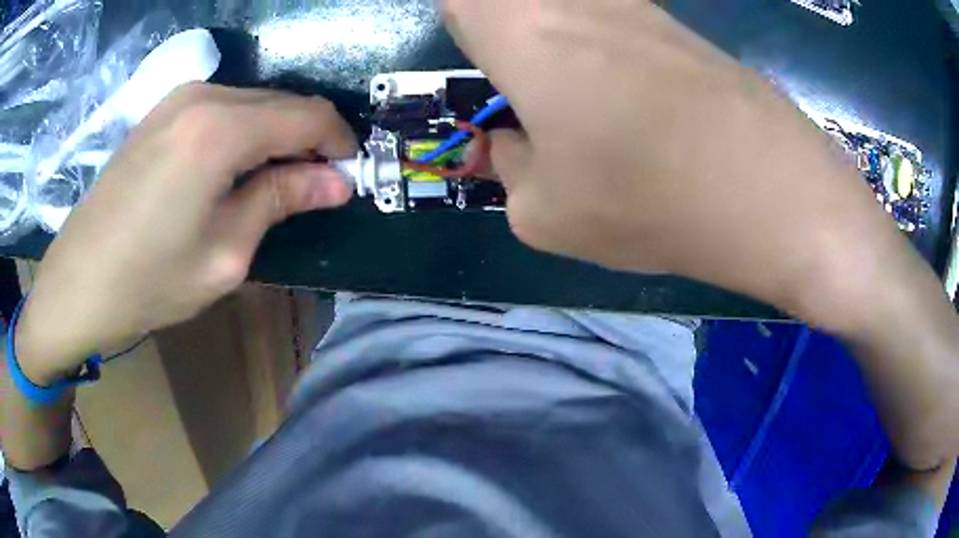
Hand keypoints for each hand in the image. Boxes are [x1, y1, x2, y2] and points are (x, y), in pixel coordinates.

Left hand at [16, 84, 356, 382]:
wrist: (77, 283)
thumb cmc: (148, 280)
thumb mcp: (224, 254)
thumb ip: (281, 201)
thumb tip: (337, 181)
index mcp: (221, 129)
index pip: (308, 115)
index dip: (338, 142)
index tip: (349, 176)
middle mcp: (204, 95)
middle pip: (281, 102)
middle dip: (309, 138)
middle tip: (317, 185)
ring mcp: (178, 99)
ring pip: (252, 102)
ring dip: (276, 135)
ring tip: (277, 181)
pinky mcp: (161, 112)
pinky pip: (221, 108)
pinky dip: (244, 132)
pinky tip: (236, 169)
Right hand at [443, 0, 928, 331]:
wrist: (773, 194)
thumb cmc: (645, 200)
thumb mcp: (545, 214)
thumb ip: (508, 170)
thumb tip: (514, 145)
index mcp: (520, 30)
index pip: (463, 1)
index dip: (466, 31)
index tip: (486, 74)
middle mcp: (576, 1)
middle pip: (521, 3)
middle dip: (513, 41)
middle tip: (532, 98)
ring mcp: (640, 8)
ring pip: (574, 12)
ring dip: (565, 49)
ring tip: (592, 111)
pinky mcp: (683, 29)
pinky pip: (622, 25)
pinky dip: (612, 55)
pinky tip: (643, 107)